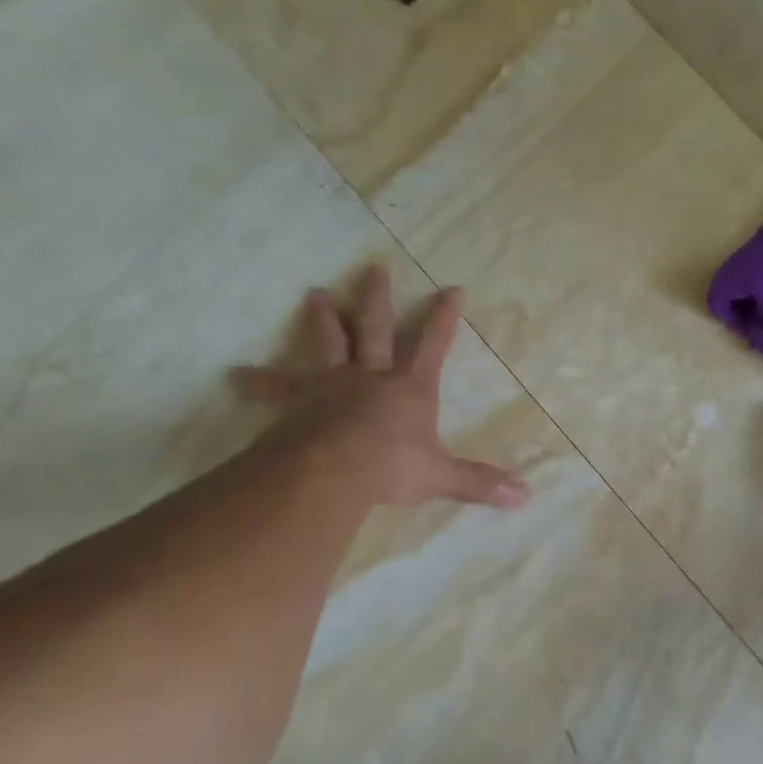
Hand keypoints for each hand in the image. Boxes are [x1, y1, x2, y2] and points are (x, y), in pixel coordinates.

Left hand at [232, 264, 528, 508]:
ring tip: (315, 294)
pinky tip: (237, 375)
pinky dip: (258, 381)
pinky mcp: (297, 401)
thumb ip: (479, 483)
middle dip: (377, 299)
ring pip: (328, 342)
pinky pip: (275, 387)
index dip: (444, 318)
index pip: (433, 345)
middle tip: (373, 268)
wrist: (331, 469)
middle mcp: (371, 376)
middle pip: (374, 328)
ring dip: (323, 318)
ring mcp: (331, 384)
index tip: (452, 290)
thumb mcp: (441, 476)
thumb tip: (525, 496)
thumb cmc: (390, 467)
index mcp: (410, 388)